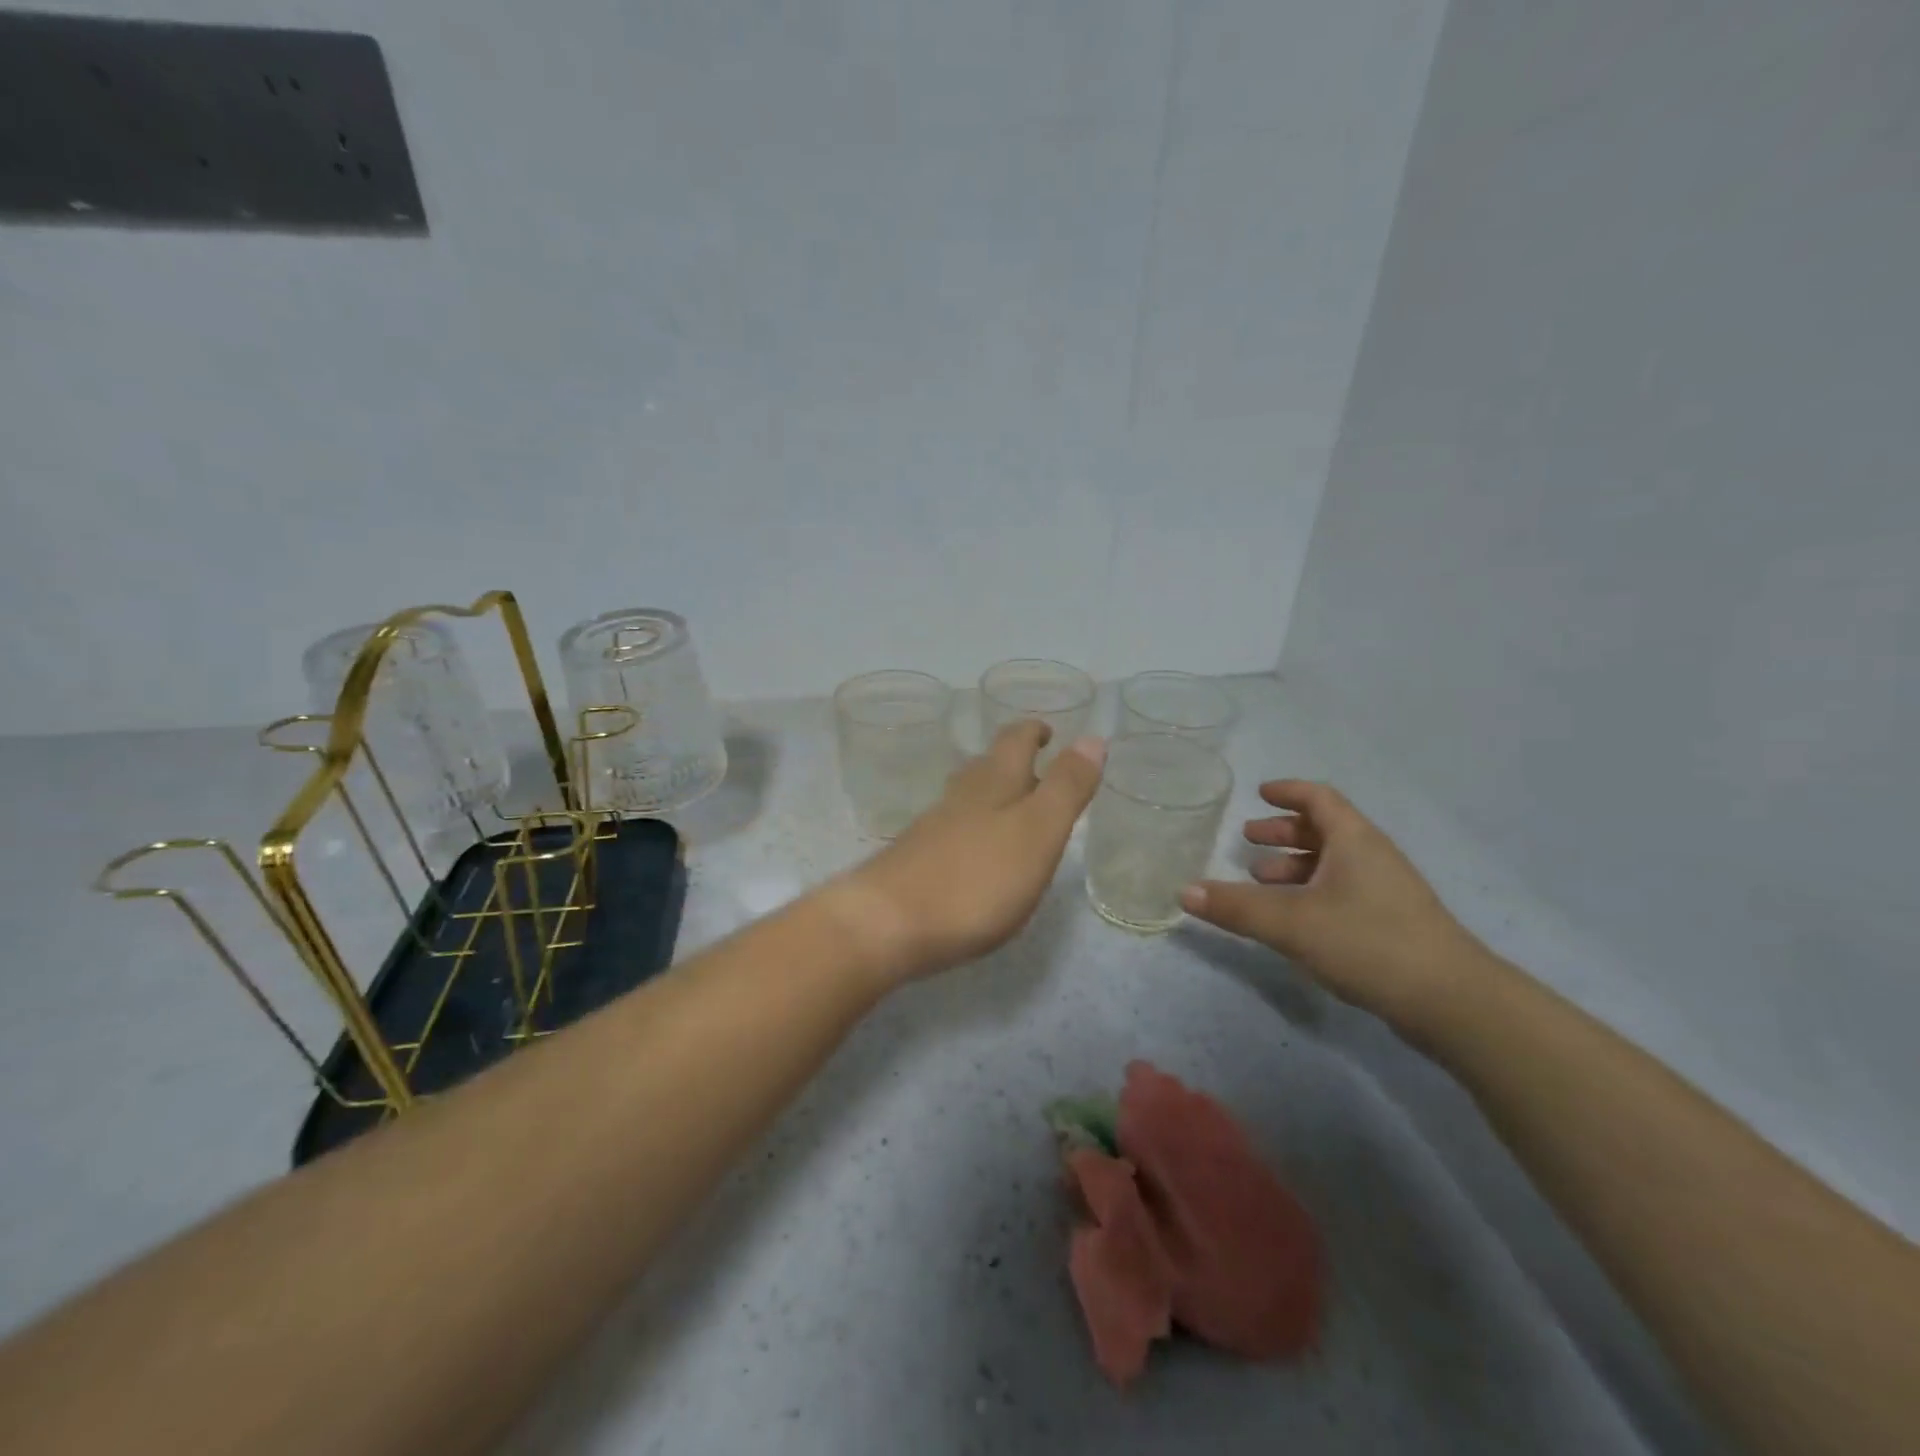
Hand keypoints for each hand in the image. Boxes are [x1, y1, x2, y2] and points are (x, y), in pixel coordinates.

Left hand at [830, 721, 1105, 983]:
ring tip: (1012, 807)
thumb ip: (1066, 788)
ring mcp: (931, 830)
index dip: (1033, 731)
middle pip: (986, 766)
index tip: (1049, 731)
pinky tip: (976, 854)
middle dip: (1012, 761)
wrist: (886, 923)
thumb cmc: (974, 878)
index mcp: (993, 784)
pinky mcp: (915, 863)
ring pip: (966, 799)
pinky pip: (951, 833)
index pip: (1015, 741)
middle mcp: (959, 798)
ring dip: (991, 795)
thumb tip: (1093, 738)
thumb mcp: (1037, 832)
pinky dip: (972, 830)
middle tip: (1037, 767)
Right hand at [1181, 780, 1485, 1028]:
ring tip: (1261, 881)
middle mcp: (1372, 857)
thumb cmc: (1368, 942)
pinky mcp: (1391, 924)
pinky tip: (1293, 919)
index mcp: (1354, 841)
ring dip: (1294, 866)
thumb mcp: (1291, 923)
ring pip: (1333, 864)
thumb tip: (1183, 890)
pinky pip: (1342, 891)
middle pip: (1324, 830)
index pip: (1319, 798)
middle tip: (1249, 841)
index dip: (1288, 792)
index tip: (1259, 793)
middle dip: (1283, 833)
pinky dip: (1311, 892)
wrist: (1453, 1002)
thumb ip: (1235, 908)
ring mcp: (1386, 892)